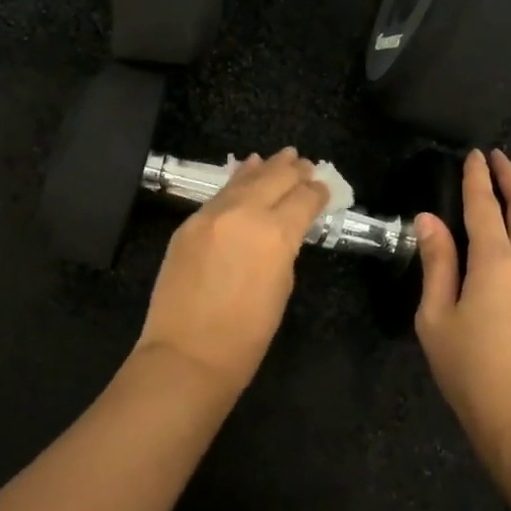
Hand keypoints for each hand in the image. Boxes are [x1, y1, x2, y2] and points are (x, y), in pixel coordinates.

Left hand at [134, 149, 331, 394]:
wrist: (187, 354)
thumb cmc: (246, 336)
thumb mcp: (281, 288)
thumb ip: (284, 250)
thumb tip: (282, 230)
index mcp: (276, 234)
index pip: (303, 199)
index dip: (316, 192)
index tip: (323, 188)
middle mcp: (245, 214)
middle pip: (275, 179)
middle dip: (294, 171)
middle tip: (306, 164)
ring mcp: (213, 215)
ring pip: (245, 180)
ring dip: (266, 168)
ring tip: (282, 156)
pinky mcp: (190, 223)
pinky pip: (220, 193)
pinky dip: (238, 180)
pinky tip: (246, 170)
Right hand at [415, 149, 510, 472]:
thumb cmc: (471, 369)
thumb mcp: (437, 317)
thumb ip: (436, 264)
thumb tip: (429, 220)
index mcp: (497, 262)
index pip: (485, 207)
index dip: (477, 178)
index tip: (473, 154)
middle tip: (496, 158)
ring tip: (501, 188)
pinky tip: (506, 234)